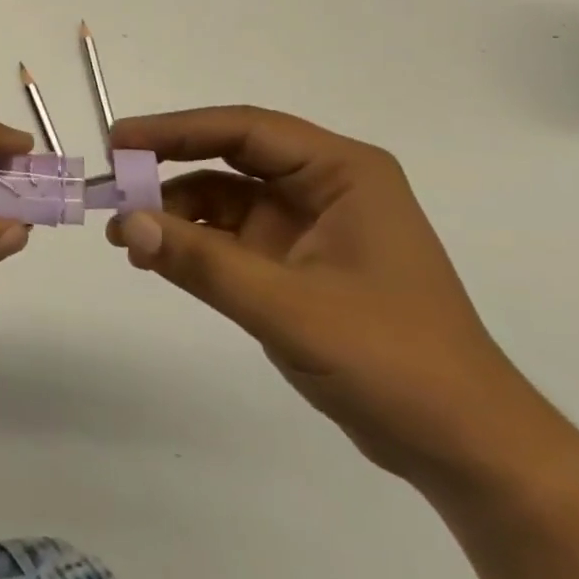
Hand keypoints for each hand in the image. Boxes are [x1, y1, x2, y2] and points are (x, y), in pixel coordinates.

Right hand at [106, 106, 561, 493]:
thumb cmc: (393, 361)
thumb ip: (203, 264)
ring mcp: (311, 227)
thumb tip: (124, 224)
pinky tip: (156, 259)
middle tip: (112, 183)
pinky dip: (193, 246)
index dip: (177, 130)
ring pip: (226, 200)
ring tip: (123, 237)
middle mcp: (325, 187)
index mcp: (342, 172)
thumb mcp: (290, 308)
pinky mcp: (299, 265)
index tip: (119, 141)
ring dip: (175, 213)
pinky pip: (232, 239)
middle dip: (169, 169)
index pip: (246, 130)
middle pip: (232, 159)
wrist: (465, 448)